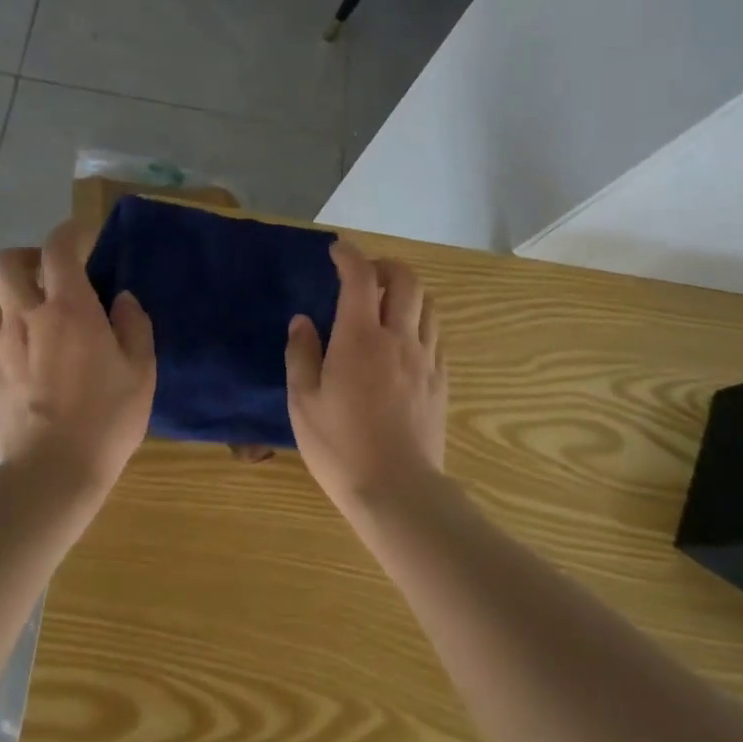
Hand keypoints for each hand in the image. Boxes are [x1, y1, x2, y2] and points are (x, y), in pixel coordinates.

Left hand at [0, 220, 155, 492]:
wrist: (51, 473)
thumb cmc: (106, 419)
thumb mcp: (141, 371)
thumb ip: (134, 325)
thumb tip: (121, 299)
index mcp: (70, 309)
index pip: (58, 249)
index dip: (70, 233)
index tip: (83, 236)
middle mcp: (27, 316)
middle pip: (7, 263)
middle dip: (28, 256)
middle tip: (50, 272)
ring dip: (4, 286)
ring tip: (26, 301)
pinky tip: (12, 336)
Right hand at [284, 242, 446, 515]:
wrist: (398, 491)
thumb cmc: (340, 446)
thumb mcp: (303, 402)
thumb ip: (301, 354)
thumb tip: (302, 321)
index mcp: (359, 337)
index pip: (360, 277)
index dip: (349, 256)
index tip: (338, 250)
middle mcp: (398, 337)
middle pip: (406, 280)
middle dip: (386, 267)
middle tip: (366, 277)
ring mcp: (425, 358)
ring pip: (428, 304)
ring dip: (408, 293)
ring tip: (387, 306)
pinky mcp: (441, 381)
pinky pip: (436, 335)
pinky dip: (420, 323)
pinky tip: (405, 342)